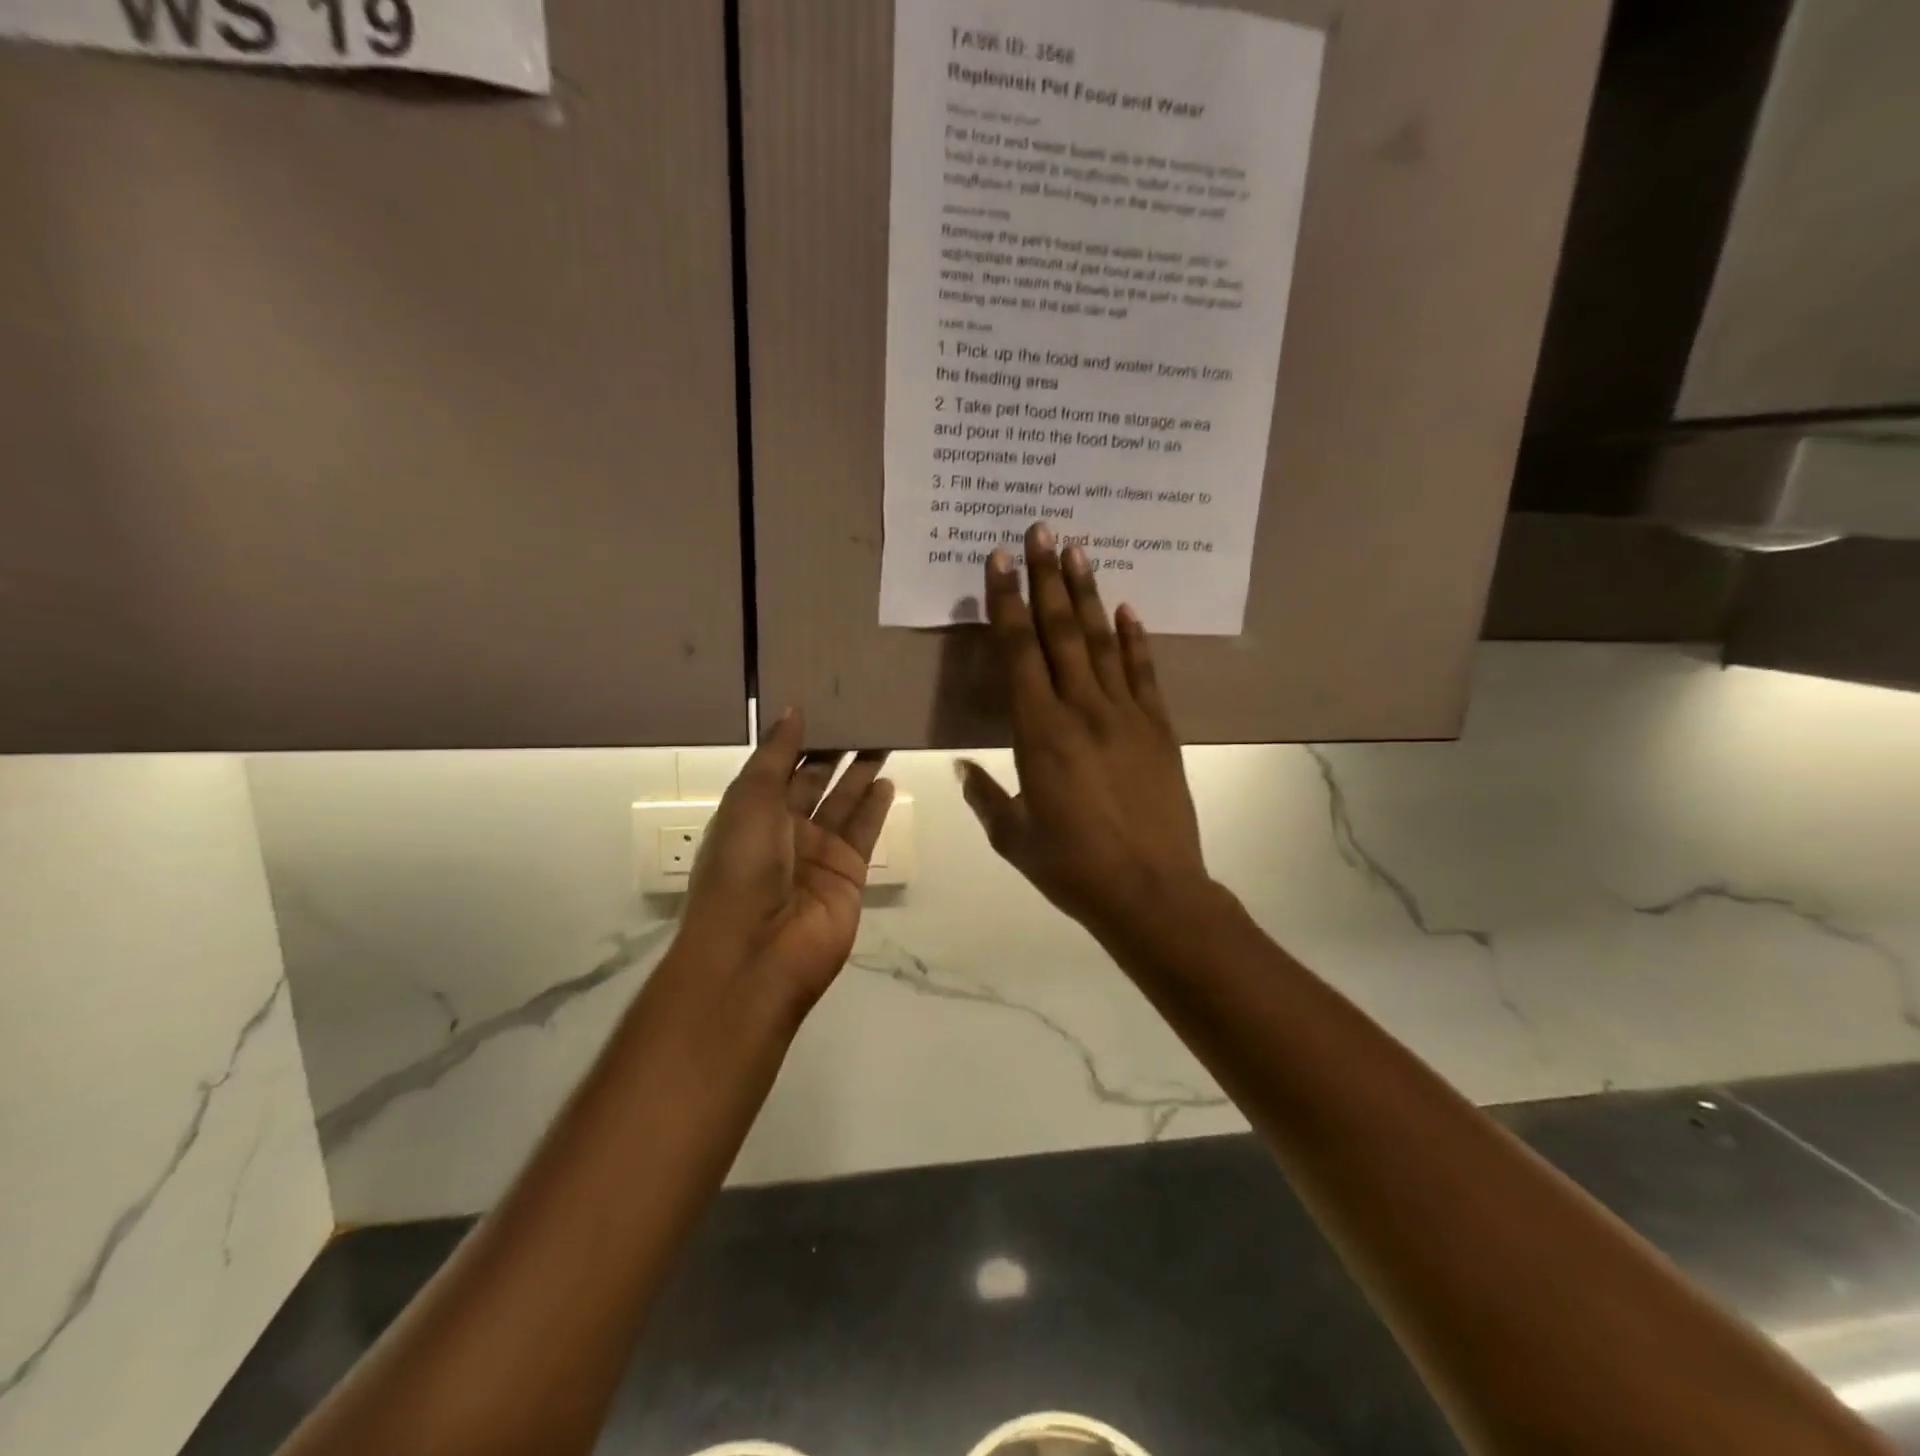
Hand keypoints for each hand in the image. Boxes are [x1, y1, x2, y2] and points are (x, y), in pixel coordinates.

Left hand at [682, 711, 892, 1013]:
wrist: (757, 953)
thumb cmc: (742, 868)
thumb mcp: (750, 801)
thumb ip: (776, 755)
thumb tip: (793, 710)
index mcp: (751, 813)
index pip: (780, 767)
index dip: (801, 739)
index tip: (824, 704)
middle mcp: (784, 831)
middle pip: (815, 782)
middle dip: (835, 752)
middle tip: (863, 715)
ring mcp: (817, 854)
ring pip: (844, 803)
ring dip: (861, 773)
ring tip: (883, 737)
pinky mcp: (848, 874)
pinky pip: (864, 832)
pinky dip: (876, 807)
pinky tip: (888, 780)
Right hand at [958, 522, 1211, 941]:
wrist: (1152, 892)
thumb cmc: (1073, 868)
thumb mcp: (1015, 838)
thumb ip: (986, 796)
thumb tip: (962, 769)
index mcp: (1039, 733)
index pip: (1018, 653)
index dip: (1007, 604)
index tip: (1000, 561)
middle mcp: (1082, 710)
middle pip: (1061, 632)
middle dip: (1047, 579)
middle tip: (1041, 530)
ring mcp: (1126, 716)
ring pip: (1103, 642)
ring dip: (1088, 595)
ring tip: (1078, 552)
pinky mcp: (1159, 729)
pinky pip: (1145, 673)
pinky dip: (1136, 639)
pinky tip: (1129, 609)